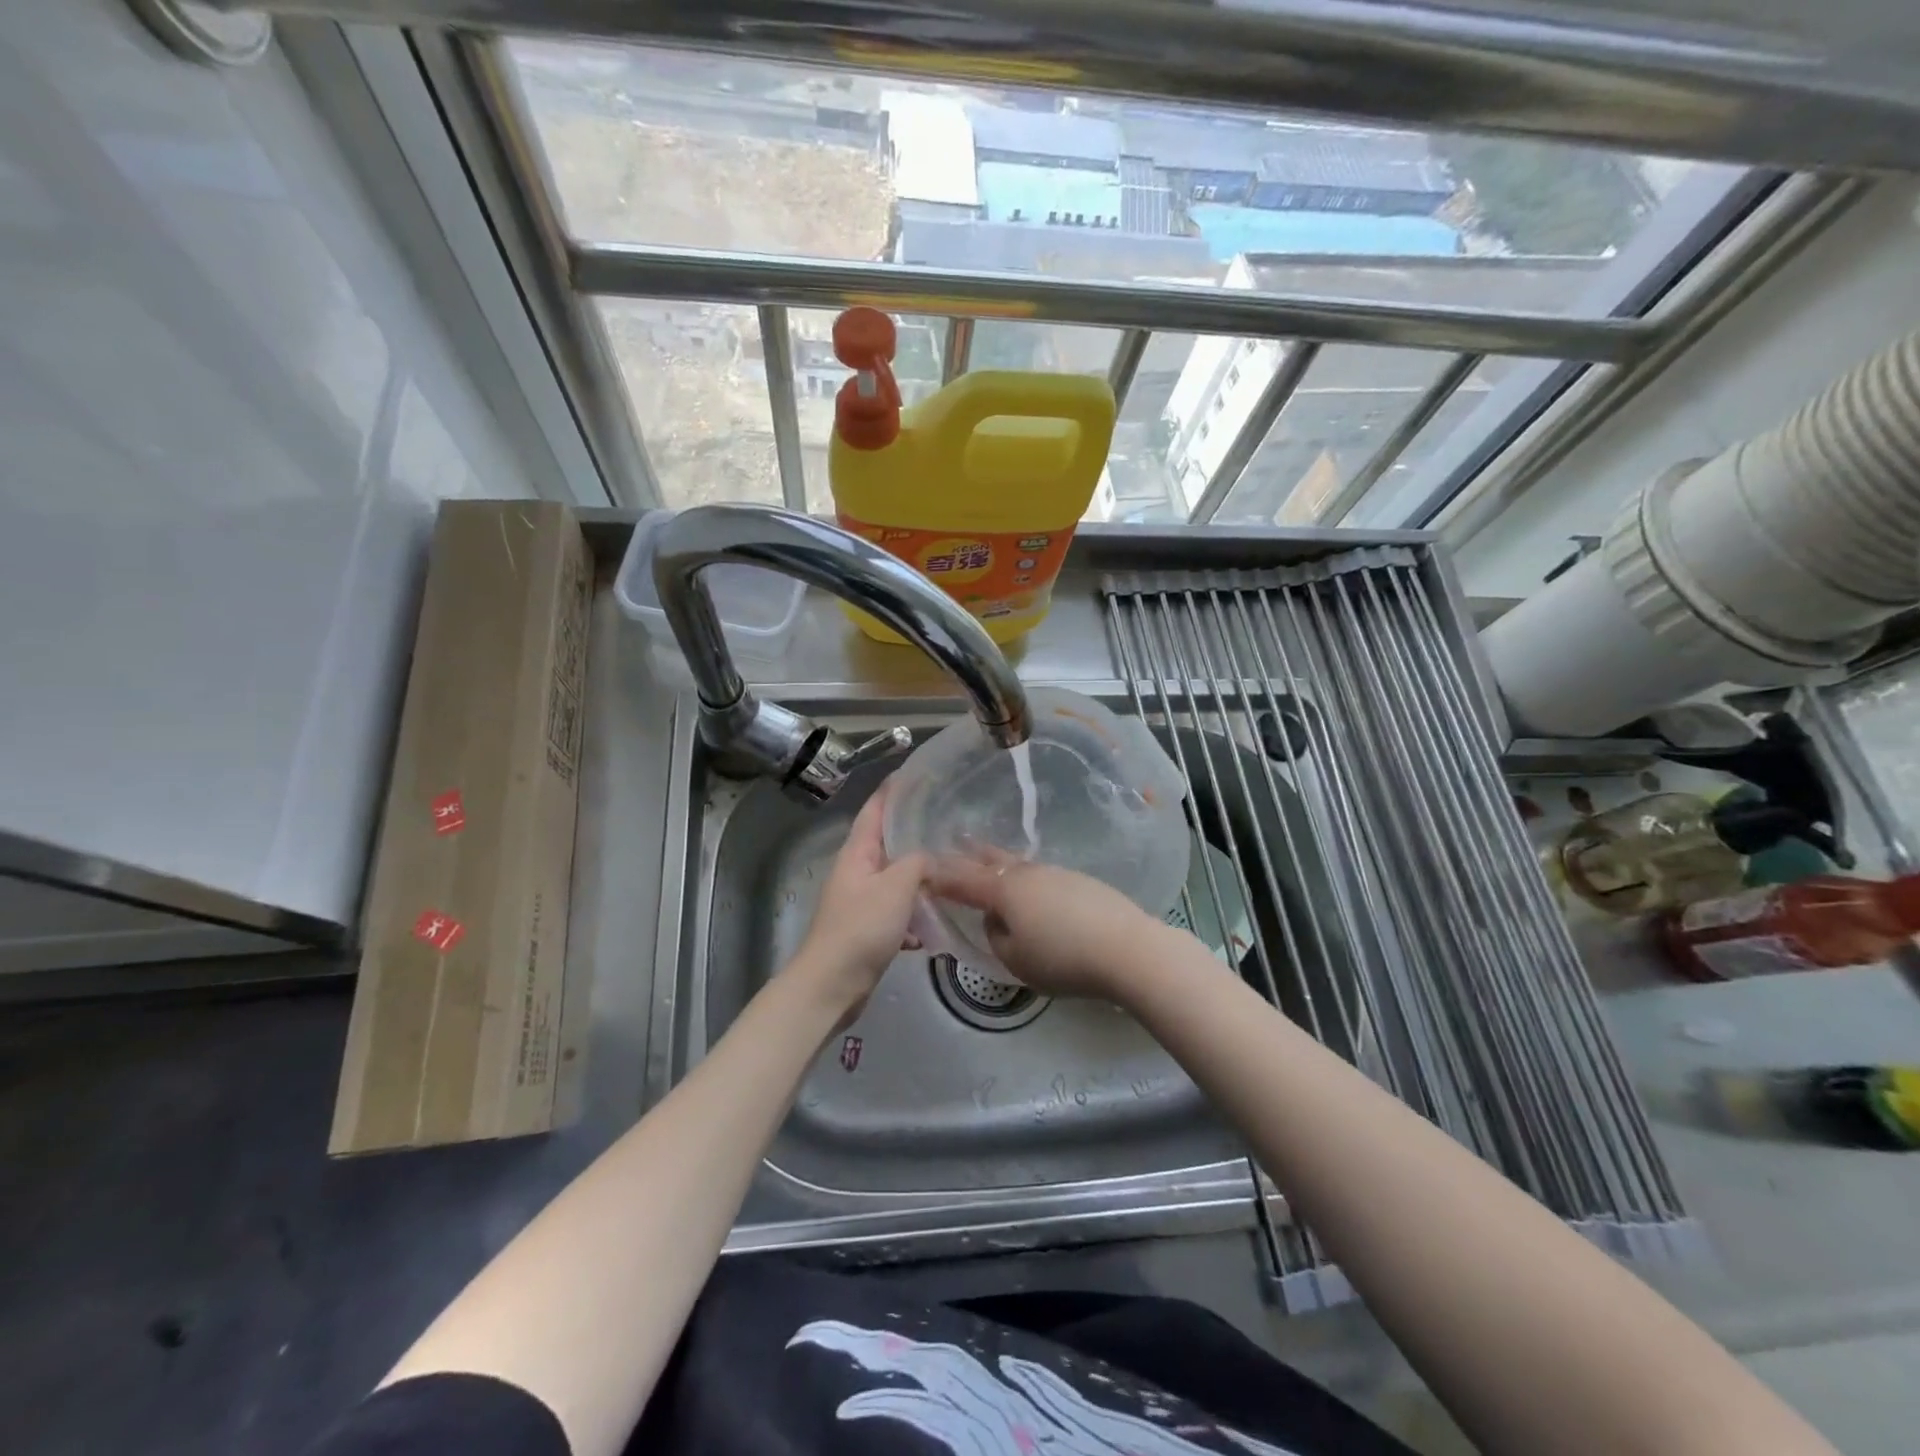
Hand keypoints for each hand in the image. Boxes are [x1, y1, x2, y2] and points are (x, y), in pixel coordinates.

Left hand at [790, 783, 928, 1018]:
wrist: (832, 985)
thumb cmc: (861, 928)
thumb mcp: (897, 887)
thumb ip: (919, 863)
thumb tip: (934, 859)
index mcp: (858, 852)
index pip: (876, 809)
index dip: (894, 789)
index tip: (919, 773)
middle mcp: (857, 870)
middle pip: (888, 843)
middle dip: (916, 833)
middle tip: (950, 822)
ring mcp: (861, 901)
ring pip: (897, 879)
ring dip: (921, 878)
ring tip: (953, 871)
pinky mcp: (868, 929)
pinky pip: (898, 912)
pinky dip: (915, 916)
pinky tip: (935, 927)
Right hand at [926, 846, 1169, 999]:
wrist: (1127, 948)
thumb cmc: (1062, 958)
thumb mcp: (1016, 960)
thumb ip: (996, 936)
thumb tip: (997, 920)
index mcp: (1003, 890)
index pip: (962, 880)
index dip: (940, 876)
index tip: (923, 869)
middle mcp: (1026, 873)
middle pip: (991, 859)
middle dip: (969, 854)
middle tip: (955, 843)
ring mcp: (1056, 873)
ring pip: (1018, 865)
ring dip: (999, 863)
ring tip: (989, 862)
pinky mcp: (1080, 881)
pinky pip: (1041, 876)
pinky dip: (1026, 878)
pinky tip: (1032, 889)